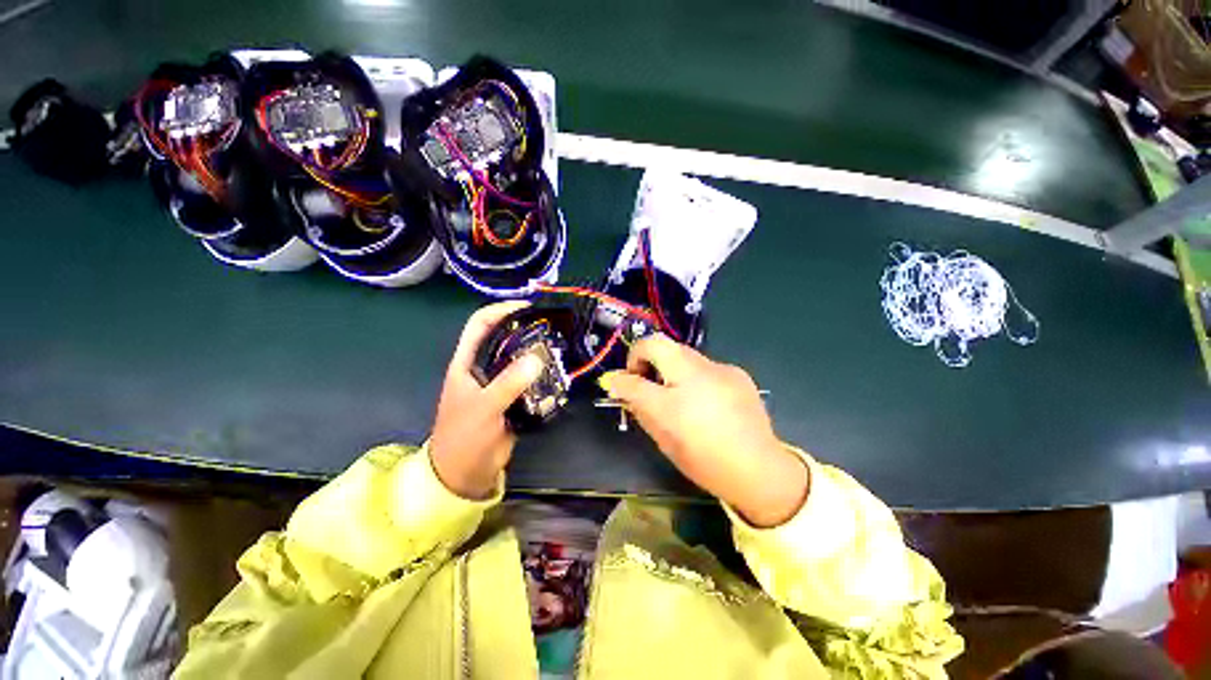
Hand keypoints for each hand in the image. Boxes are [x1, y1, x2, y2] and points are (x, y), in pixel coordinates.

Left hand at [430, 302, 544, 499]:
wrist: (465, 473)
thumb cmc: (464, 437)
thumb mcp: (484, 408)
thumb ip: (508, 383)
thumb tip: (537, 358)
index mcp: (466, 363)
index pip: (480, 325)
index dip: (500, 310)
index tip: (527, 307)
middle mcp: (483, 368)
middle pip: (505, 339)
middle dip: (526, 330)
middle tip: (552, 327)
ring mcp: (499, 384)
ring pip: (520, 360)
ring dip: (537, 353)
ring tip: (559, 347)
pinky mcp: (513, 399)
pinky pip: (530, 380)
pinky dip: (542, 374)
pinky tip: (558, 372)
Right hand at [600, 336, 808, 526]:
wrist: (759, 471)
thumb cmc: (704, 460)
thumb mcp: (662, 436)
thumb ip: (638, 404)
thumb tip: (619, 384)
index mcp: (677, 392)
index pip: (640, 361)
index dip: (627, 367)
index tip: (628, 382)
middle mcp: (699, 370)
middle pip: (663, 345)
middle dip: (649, 361)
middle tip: (650, 386)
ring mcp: (722, 368)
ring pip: (684, 355)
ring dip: (672, 369)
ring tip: (680, 398)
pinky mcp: (738, 373)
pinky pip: (706, 367)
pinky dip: (695, 378)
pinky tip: (706, 402)